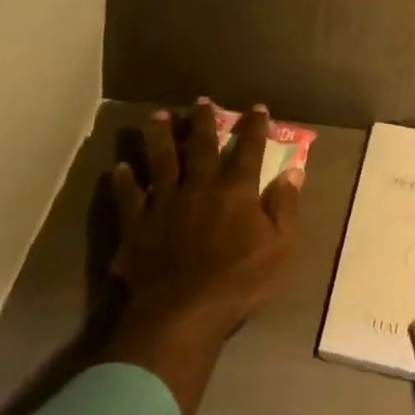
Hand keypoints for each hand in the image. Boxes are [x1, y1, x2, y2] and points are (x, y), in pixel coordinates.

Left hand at [101, 99, 302, 414]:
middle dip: (203, 121)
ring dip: (160, 136)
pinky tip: (120, 168)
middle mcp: (200, 185)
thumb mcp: (279, 247)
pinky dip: (124, 182)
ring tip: (158, 116)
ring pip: (162, 160)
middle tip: (201, 100)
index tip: (257, 107)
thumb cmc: (238, 282)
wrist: (182, 313)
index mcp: (235, 189)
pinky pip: (129, 198)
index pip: (249, 149)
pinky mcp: (138, 225)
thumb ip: (285, 206)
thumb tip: (295, 171)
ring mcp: (165, 203)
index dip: (254, 126)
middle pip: (200, 145)